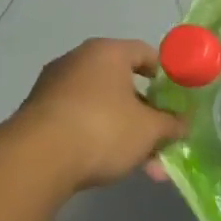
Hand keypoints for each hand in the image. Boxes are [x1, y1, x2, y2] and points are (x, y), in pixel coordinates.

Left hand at [15, 39, 186, 191]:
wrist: (37, 158)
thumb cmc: (103, 129)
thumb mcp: (149, 130)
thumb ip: (171, 124)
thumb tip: (182, 123)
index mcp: (107, 53)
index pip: (145, 53)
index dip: (166, 75)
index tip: (178, 98)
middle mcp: (78, 61)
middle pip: (124, 85)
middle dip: (147, 117)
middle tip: (163, 140)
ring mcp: (54, 87)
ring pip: (103, 109)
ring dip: (127, 134)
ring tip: (145, 167)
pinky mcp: (39, 114)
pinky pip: (81, 122)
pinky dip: (100, 139)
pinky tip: (113, 166)